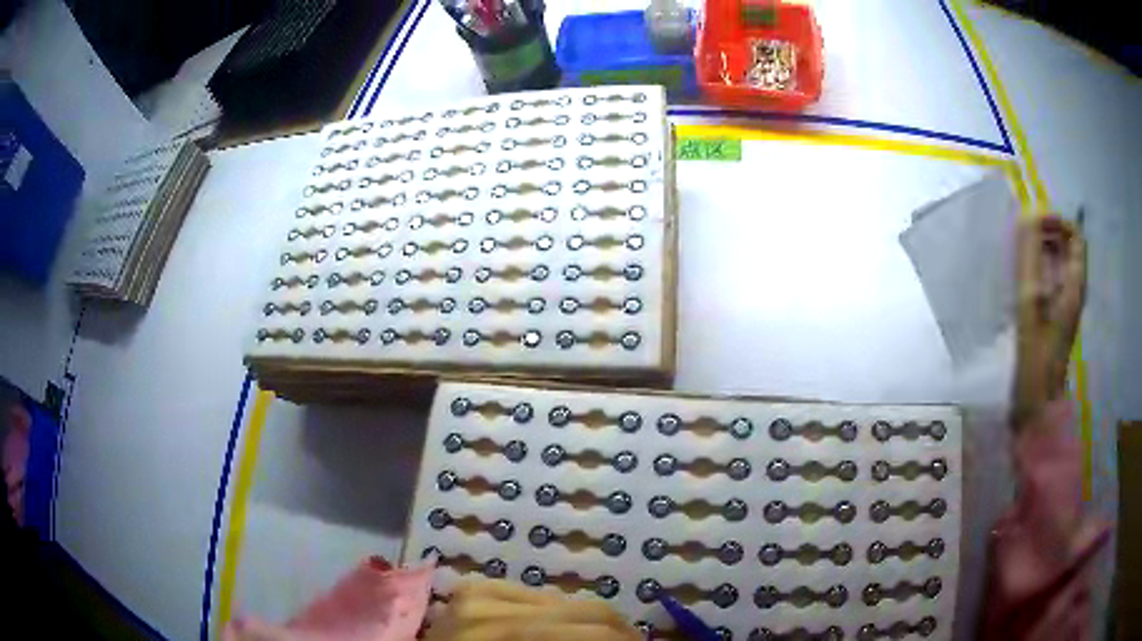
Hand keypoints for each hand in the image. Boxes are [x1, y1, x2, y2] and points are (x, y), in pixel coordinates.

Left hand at [425, 580, 640, 640]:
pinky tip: (561, 629)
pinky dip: (555, 612)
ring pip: (562, 599)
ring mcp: (476, 593)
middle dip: (616, 629)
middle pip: (582, 610)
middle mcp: (488, 607)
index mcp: (504, 636)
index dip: (624, 639)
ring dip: (588, 621)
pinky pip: (532, 595)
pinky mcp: (471, 589)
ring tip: (603, 637)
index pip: (590, 630)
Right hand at [1013, 215, 1085, 427]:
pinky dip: (1038, 269)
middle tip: (1024, 236)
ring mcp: (1065, 303)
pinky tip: (1023, 278)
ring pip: (1059, 262)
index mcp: (1075, 284)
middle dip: (1048, 232)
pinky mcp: (1055, 314)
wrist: (1036, 399)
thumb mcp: (1031, 302)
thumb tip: (1028, 218)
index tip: (1034, 222)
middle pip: (1068, 246)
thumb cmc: (1036, 353)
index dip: (1057, 221)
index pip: (1075, 236)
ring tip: (1020, 254)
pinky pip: (1051, 278)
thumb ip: (1030, 258)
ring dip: (1041, 250)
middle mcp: (1074, 288)